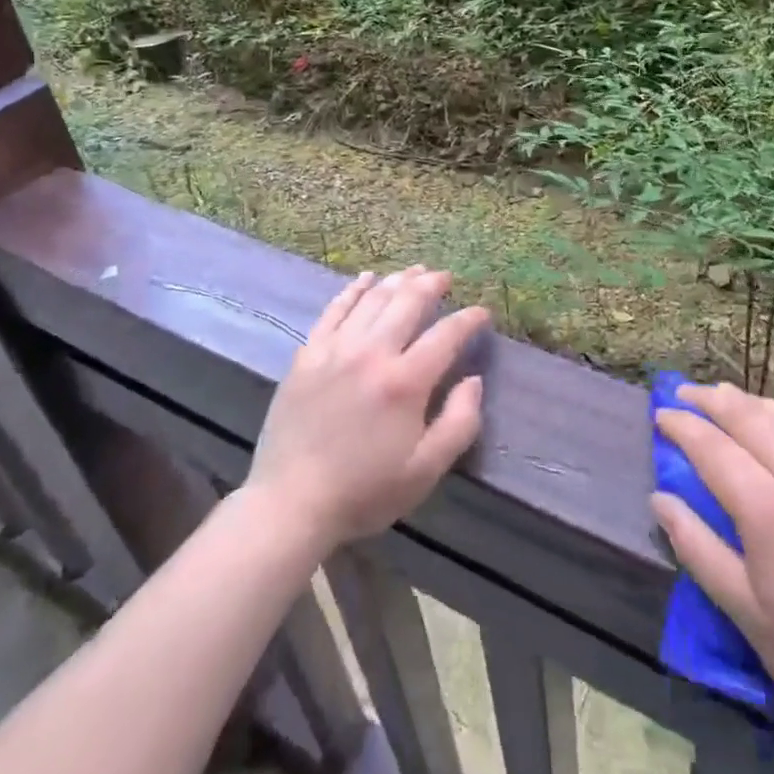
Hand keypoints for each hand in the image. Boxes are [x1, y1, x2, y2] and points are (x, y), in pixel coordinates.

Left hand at [247, 267, 486, 549]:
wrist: (291, 502)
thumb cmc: (364, 491)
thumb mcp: (425, 471)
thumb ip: (459, 423)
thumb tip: (475, 380)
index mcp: (405, 382)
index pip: (446, 334)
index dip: (469, 319)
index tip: (482, 313)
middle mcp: (372, 352)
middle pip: (408, 302)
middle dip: (432, 284)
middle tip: (445, 277)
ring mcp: (336, 348)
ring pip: (373, 299)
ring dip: (398, 280)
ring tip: (414, 271)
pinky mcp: (308, 353)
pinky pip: (335, 309)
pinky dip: (353, 289)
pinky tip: (366, 278)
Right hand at [652, 383, 773, 753]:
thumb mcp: (748, 614)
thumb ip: (698, 549)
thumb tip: (660, 500)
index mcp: (770, 509)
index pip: (714, 448)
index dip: (683, 427)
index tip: (659, 414)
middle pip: (750, 419)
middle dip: (712, 400)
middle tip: (683, 392)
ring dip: (749, 402)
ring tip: (725, 395)